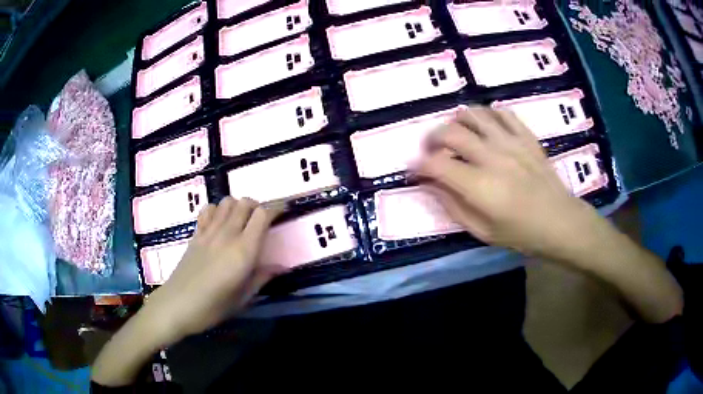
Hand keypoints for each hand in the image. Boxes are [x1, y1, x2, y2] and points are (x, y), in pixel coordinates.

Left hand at [142, 197, 281, 345]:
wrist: (177, 305)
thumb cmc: (213, 307)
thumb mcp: (243, 298)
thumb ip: (262, 277)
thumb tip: (282, 267)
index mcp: (243, 251)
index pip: (262, 215)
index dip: (275, 208)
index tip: (284, 211)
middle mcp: (227, 235)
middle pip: (245, 203)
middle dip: (257, 206)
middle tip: (262, 220)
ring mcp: (208, 232)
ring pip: (226, 202)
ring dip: (238, 206)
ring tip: (241, 221)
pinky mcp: (195, 234)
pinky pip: (208, 210)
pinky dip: (217, 210)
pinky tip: (219, 223)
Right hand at [417, 106, 602, 259]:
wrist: (560, 221)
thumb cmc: (521, 233)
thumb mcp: (482, 231)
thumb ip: (453, 206)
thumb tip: (431, 185)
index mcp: (479, 186)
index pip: (436, 164)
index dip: (419, 165)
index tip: (415, 170)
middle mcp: (492, 156)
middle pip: (450, 132)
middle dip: (432, 138)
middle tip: (431, 150)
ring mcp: (510, 141)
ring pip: (473, 114)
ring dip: (457, 121)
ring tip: (457, 134)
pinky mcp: (525, 135)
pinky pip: (501, 113)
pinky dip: (487, 116)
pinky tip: (485, 128)